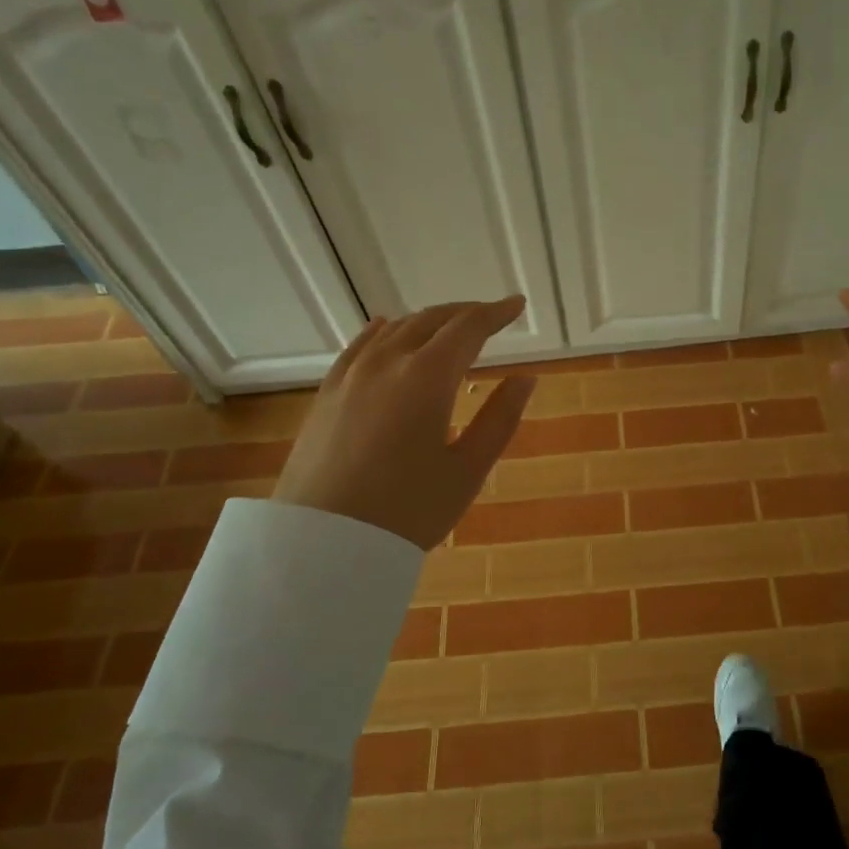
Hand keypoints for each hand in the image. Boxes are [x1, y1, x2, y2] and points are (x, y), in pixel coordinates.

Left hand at [272, 297, 535, 548]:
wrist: (322, 543)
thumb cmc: (407, 511)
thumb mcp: (467, 470)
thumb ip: (500, 418)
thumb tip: (526, 378)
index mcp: (428, 377)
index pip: (468, 328)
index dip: (496, 313)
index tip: (517, 305)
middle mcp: (388, 361)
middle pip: (432, 320)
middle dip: (465, 313)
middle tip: (490, 316)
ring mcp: (352, 374)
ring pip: (396, 328)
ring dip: (429, 320)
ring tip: (450, 326)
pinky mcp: (328, 392)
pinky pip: (360, 345)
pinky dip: (384, 330)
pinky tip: (387, 328)